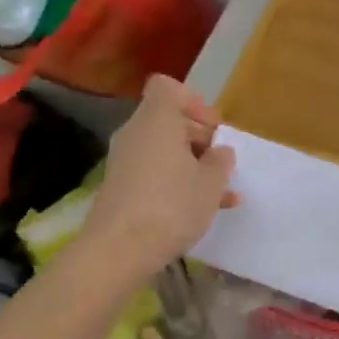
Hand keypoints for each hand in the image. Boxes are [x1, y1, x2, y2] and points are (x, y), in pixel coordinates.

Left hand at [79, 75, 235, 277]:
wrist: (118, 251)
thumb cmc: (171, 205)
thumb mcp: (211, 183)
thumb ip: (220, 161)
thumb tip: (219, 151)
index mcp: (157, 119)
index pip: (167, 87)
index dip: (193, 101)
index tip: (212, 128)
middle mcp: (136, 133)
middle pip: (167, 119)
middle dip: (197, 136)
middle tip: (219, 161)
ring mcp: (124, 161)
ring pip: (162, 149)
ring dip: (190, 163)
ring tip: (219, 191)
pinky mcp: (119, 187)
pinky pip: (153, 172)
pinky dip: (175, 181)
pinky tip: (201, 209)